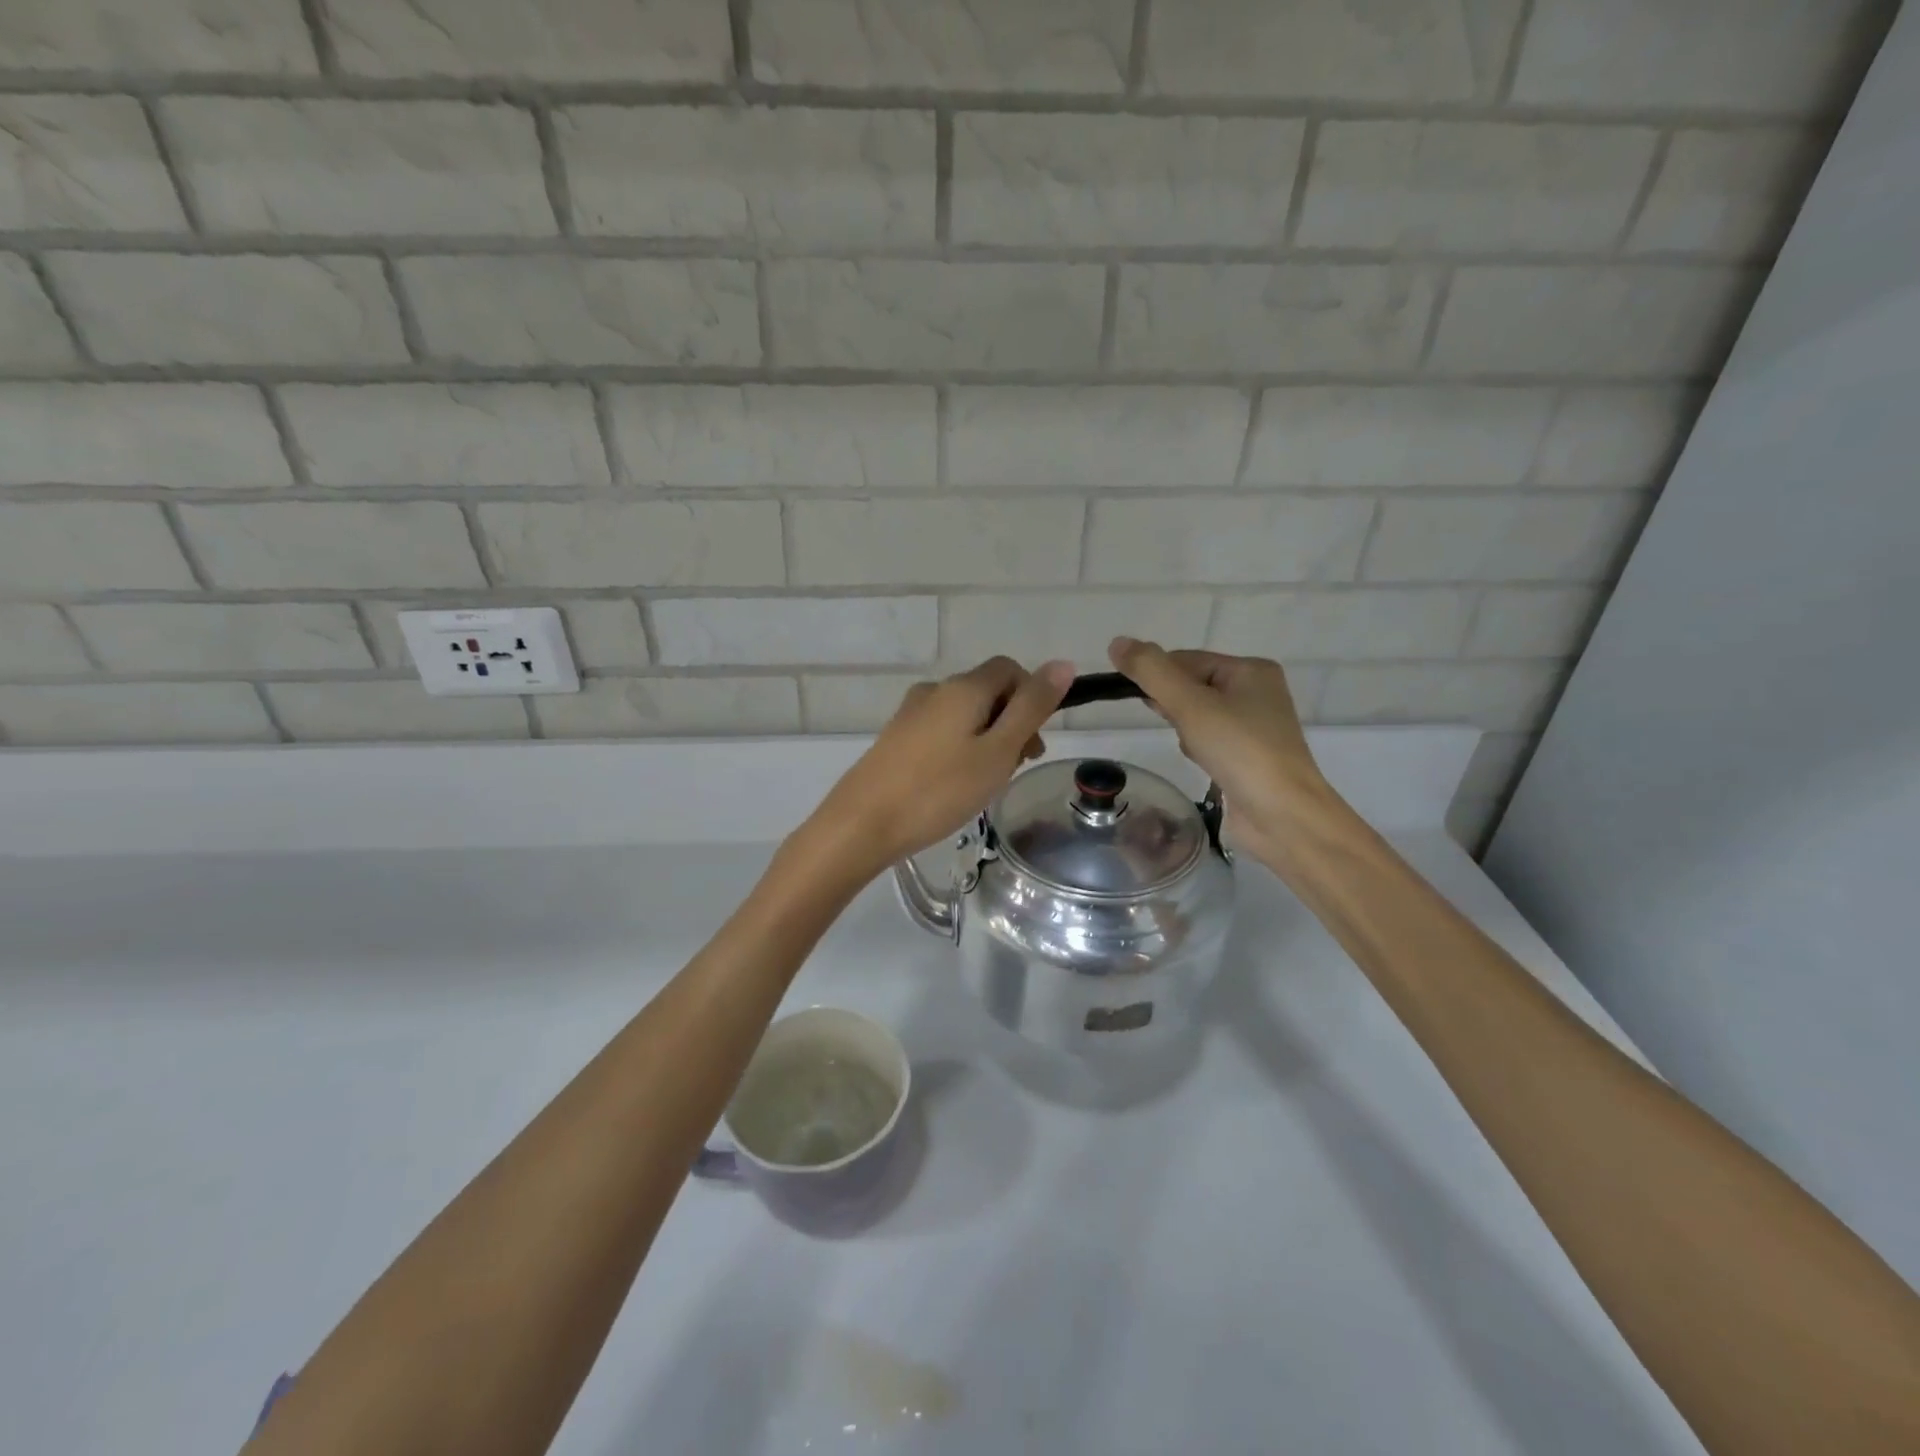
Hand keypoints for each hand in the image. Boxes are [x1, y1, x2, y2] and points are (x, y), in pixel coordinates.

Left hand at [805, 657, 1074, 878]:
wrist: (863, 823)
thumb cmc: (940, 789)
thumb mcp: (998, 751)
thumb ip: (1032, 707)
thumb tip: (1062, 664)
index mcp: (963, 687)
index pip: (1010, 669)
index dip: (1032, 696)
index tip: (1034, 741)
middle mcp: (935, 690)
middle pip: (987, 691)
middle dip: (1011, 722)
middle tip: (1015, 768)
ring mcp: (910, 714)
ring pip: (964, 714)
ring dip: (986, 738)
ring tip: (986, 782)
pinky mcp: (895, 738)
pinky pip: (941, 731)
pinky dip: (960, 749)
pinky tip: (954, 785)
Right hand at [1107, 637, 1337, 861]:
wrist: (1283, 816)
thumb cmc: (1240, 751)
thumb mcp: (1190, 705)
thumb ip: (1152, 672)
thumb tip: (1117, 642)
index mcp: (1250, 670)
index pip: (1186, 660)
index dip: (1158, 677)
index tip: (1140, 700)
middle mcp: (1256, 692)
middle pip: (1191, 685)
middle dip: (1173, 706)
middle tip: (1174, 725)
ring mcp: (1254, 726)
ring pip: (1197, 714)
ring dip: (1184, 728)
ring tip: (1195, 748)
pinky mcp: (1248, 756)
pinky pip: (1209, 739)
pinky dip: (1198, 747)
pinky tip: (1201, 762)